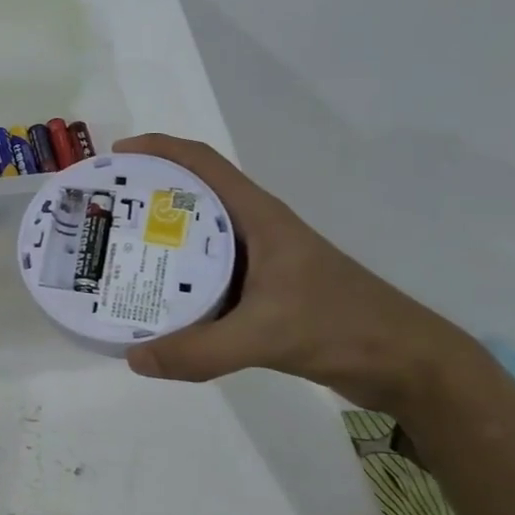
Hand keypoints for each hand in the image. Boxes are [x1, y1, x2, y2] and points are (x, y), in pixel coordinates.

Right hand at [113, 133, 486, 416]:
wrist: (408, 365)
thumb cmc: (343, 327)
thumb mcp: (267, 336)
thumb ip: (200, 350)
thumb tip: (133, 358)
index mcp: (258, 216)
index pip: (202, 162)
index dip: (158, 149)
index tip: (116, 157)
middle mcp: (255, 229)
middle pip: (192, 196)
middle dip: (147, 196)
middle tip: (106, 213)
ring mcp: (261, 261)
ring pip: (199, 237)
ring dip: (161, 239)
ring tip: (118, 254)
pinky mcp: (264, 292)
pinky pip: (209, 274)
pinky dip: (179, 278)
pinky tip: (156, 300)